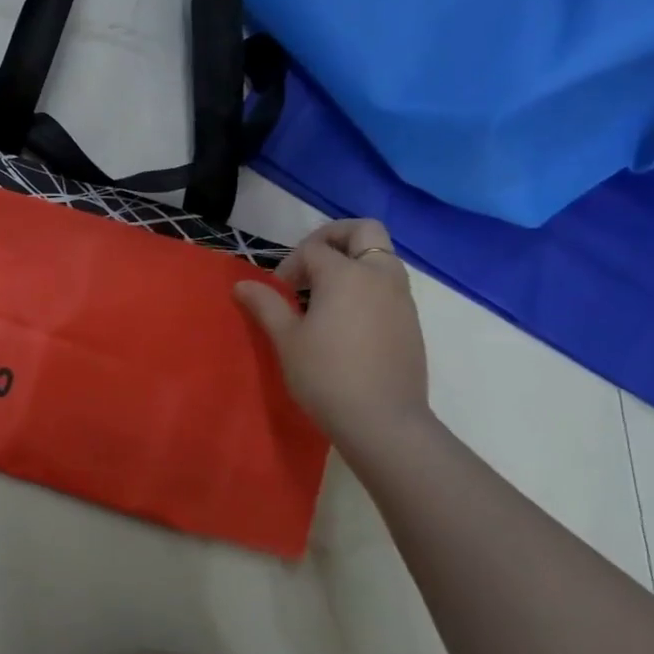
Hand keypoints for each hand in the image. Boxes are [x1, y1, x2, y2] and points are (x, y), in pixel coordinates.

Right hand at [234, 218, 430, 459]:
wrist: (383, 422)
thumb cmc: (326, 376)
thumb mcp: (287, 340)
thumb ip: (266, 305)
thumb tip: (242, 284)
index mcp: (346, 274)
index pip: (314, 249)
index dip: (291, 264)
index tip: (278, 291)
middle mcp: (379, 275)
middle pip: (363, 231)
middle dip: (334, 237)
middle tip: (311, 263)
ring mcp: (401, 298)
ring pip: (381, 257)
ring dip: (354, 262)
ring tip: (327, 295)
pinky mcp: (412, 321)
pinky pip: (390, 285)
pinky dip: (369, 285)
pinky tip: (348, 320)